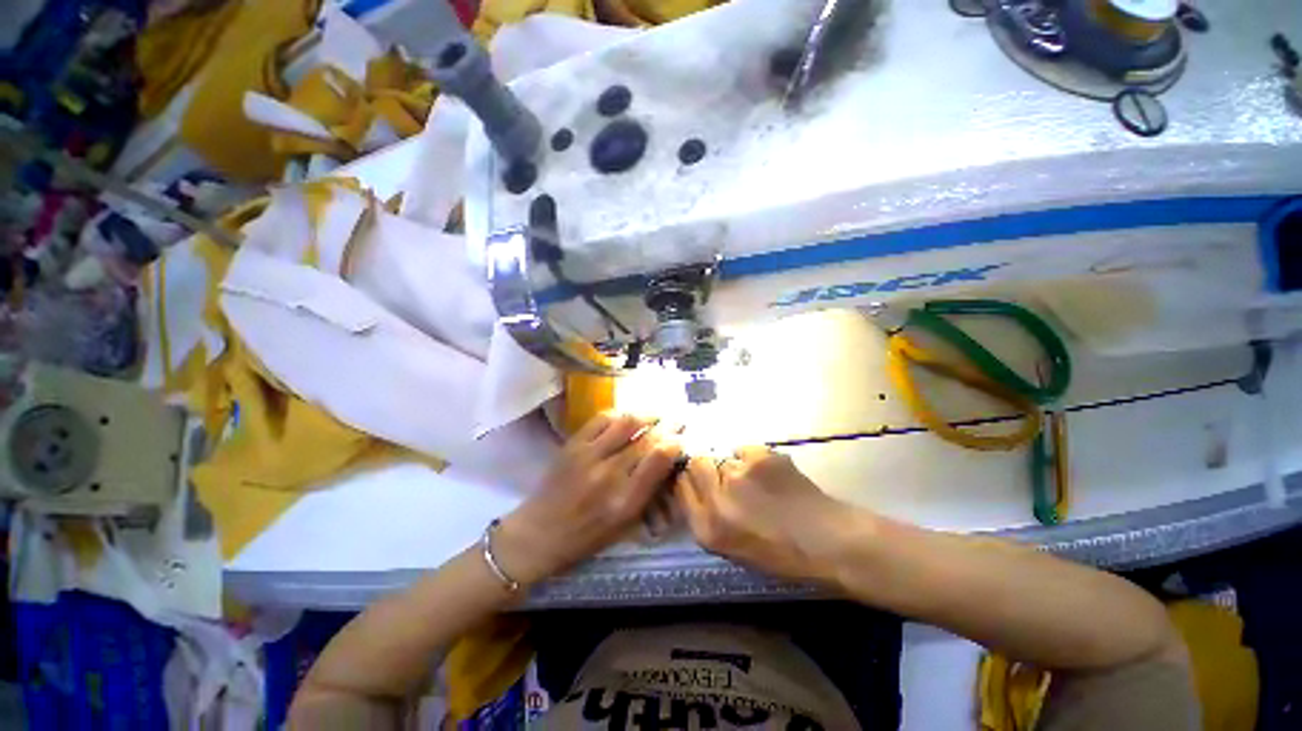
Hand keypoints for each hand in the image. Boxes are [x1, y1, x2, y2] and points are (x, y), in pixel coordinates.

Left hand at [496, 412, 682, 584]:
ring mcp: (589, 456)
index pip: (658, 460)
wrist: (538, 534)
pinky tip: (627, 416)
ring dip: (647, 415)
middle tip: (678, 421)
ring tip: (657, 415)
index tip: (682, 439)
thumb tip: (668, 464)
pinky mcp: (573, 444)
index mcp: (625, 501)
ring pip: (626, 423)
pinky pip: (601, 419)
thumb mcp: (624, 526)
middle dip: (668, 426)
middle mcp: (609, 475)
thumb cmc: (586, 537)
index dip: (675, 444)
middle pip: (646, 439)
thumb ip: (649, 494)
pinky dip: (619, 414)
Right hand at [675, 446, 849, 582]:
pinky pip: (746, 450)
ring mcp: (738, 475)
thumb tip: (700, 488)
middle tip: (729, 477)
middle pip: (696, 463)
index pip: (681, 487)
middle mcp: (716, 500)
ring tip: (759, 481)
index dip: (690, 479)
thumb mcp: (734, 548)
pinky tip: (773, 474)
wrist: (830, 542)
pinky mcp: (759, 458)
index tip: (701, 479)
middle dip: (708, 466)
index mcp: (707, 529)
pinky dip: (755, 458)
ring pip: (723, 456)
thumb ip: (710, 518)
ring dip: (735, 465)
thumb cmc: (784, 554)